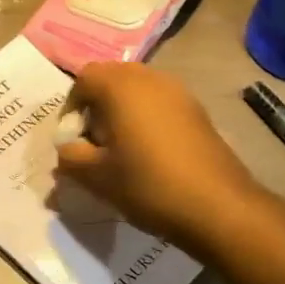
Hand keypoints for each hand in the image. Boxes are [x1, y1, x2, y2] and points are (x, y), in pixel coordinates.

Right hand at [56, 62, 267, 257]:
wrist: (219, 206)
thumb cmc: (148, 184)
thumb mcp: (96, 177)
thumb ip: (69, 157)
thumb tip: (66, 149)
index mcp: (119, 85)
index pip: (83, 79)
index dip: (71, 107)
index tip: (74, 140)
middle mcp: (148, 77)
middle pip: (111, 79)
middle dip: (97, 106)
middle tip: (95, 142)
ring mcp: (177, 91)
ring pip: (137, 90)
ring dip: (123, 111)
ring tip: (122, 149)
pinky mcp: (197, 109)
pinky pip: (160, 102)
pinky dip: (147, 118)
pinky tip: (151, 153)